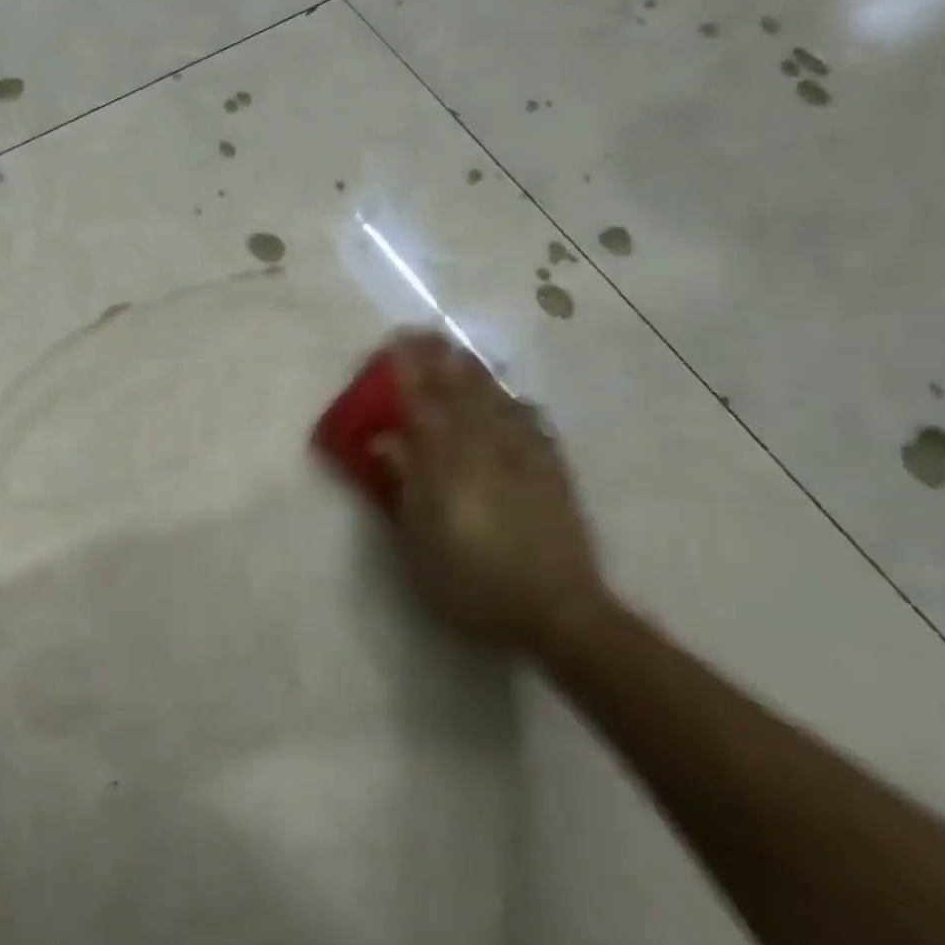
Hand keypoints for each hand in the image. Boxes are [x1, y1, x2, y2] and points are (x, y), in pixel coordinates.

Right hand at [373, 332, 607, 653]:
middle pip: (461, 393)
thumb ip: (404, 484)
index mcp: (449, 464)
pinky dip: (513, 402)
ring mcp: (525, 458)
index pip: (424, 406)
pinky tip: (510, 396)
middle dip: (440, 360)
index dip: (409, 372)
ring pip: (496, 401)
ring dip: (474, 372)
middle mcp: (488, 450)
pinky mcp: (551, 472)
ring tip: (458, 350)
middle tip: (423, 332)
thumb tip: (386, 441)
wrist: (558, 611)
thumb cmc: (473, 582)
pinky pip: (529, 423)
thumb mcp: (420, 541)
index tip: (394, 343)